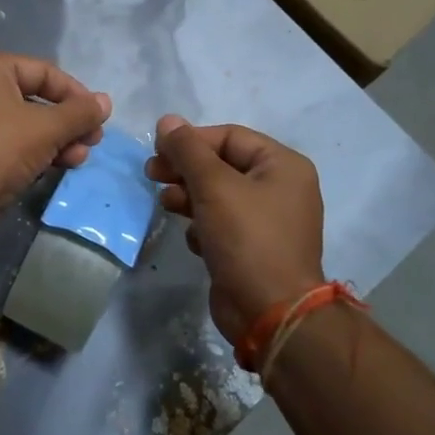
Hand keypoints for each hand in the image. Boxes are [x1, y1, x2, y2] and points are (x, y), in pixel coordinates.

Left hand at [0, 51, 111, 210]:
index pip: (43, 72)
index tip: (98, 118)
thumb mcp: (47, 128)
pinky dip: (27, 152)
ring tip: (76, 161)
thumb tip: (105, 102)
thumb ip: (80, 113)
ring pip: (17, 123)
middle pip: (31, 99)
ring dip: (52, 141)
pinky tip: (50, 169)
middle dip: (66, 124)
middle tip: (91, 144)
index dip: (76, 94)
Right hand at [145, 116, 325, 342]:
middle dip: (185, 169)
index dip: (190, 140)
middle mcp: (280, 188)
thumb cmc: (247, 238)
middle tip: (151, 174)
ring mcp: (267, 221)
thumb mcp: (214, 186)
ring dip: (188, 196)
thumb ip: (187, 150)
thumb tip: (167, 120)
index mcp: (283, 165)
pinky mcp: (252, 249)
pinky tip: (194, 240)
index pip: (229, 136)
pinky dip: (203, 227)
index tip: (157, 151)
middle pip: (222, 164)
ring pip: (218, 195)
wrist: (270, 313)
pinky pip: (221, 224)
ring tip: (166, 204)